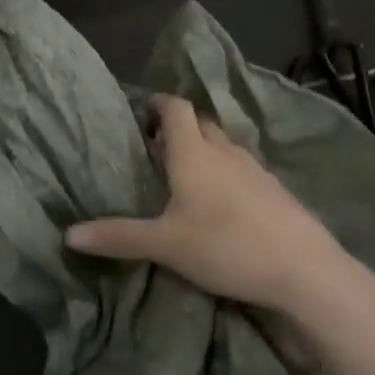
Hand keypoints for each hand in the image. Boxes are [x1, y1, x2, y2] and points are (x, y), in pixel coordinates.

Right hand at [66, 95, 365, 313]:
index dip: (159, 103)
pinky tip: (222, 201)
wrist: (305, 271)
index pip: (176, 108)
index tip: (142, 112)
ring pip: (224, 145)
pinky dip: (227, 171)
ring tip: (186, 173)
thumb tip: (68, 234)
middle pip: (200, 122)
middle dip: (178, 126)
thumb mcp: (165, 245)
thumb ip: (118, 237)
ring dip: (204, 148)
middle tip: (156, 146)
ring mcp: (256, 169)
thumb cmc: (226, 246)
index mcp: (194, 154)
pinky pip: (244, 167)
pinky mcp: (276, 191)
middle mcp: (225, 152)